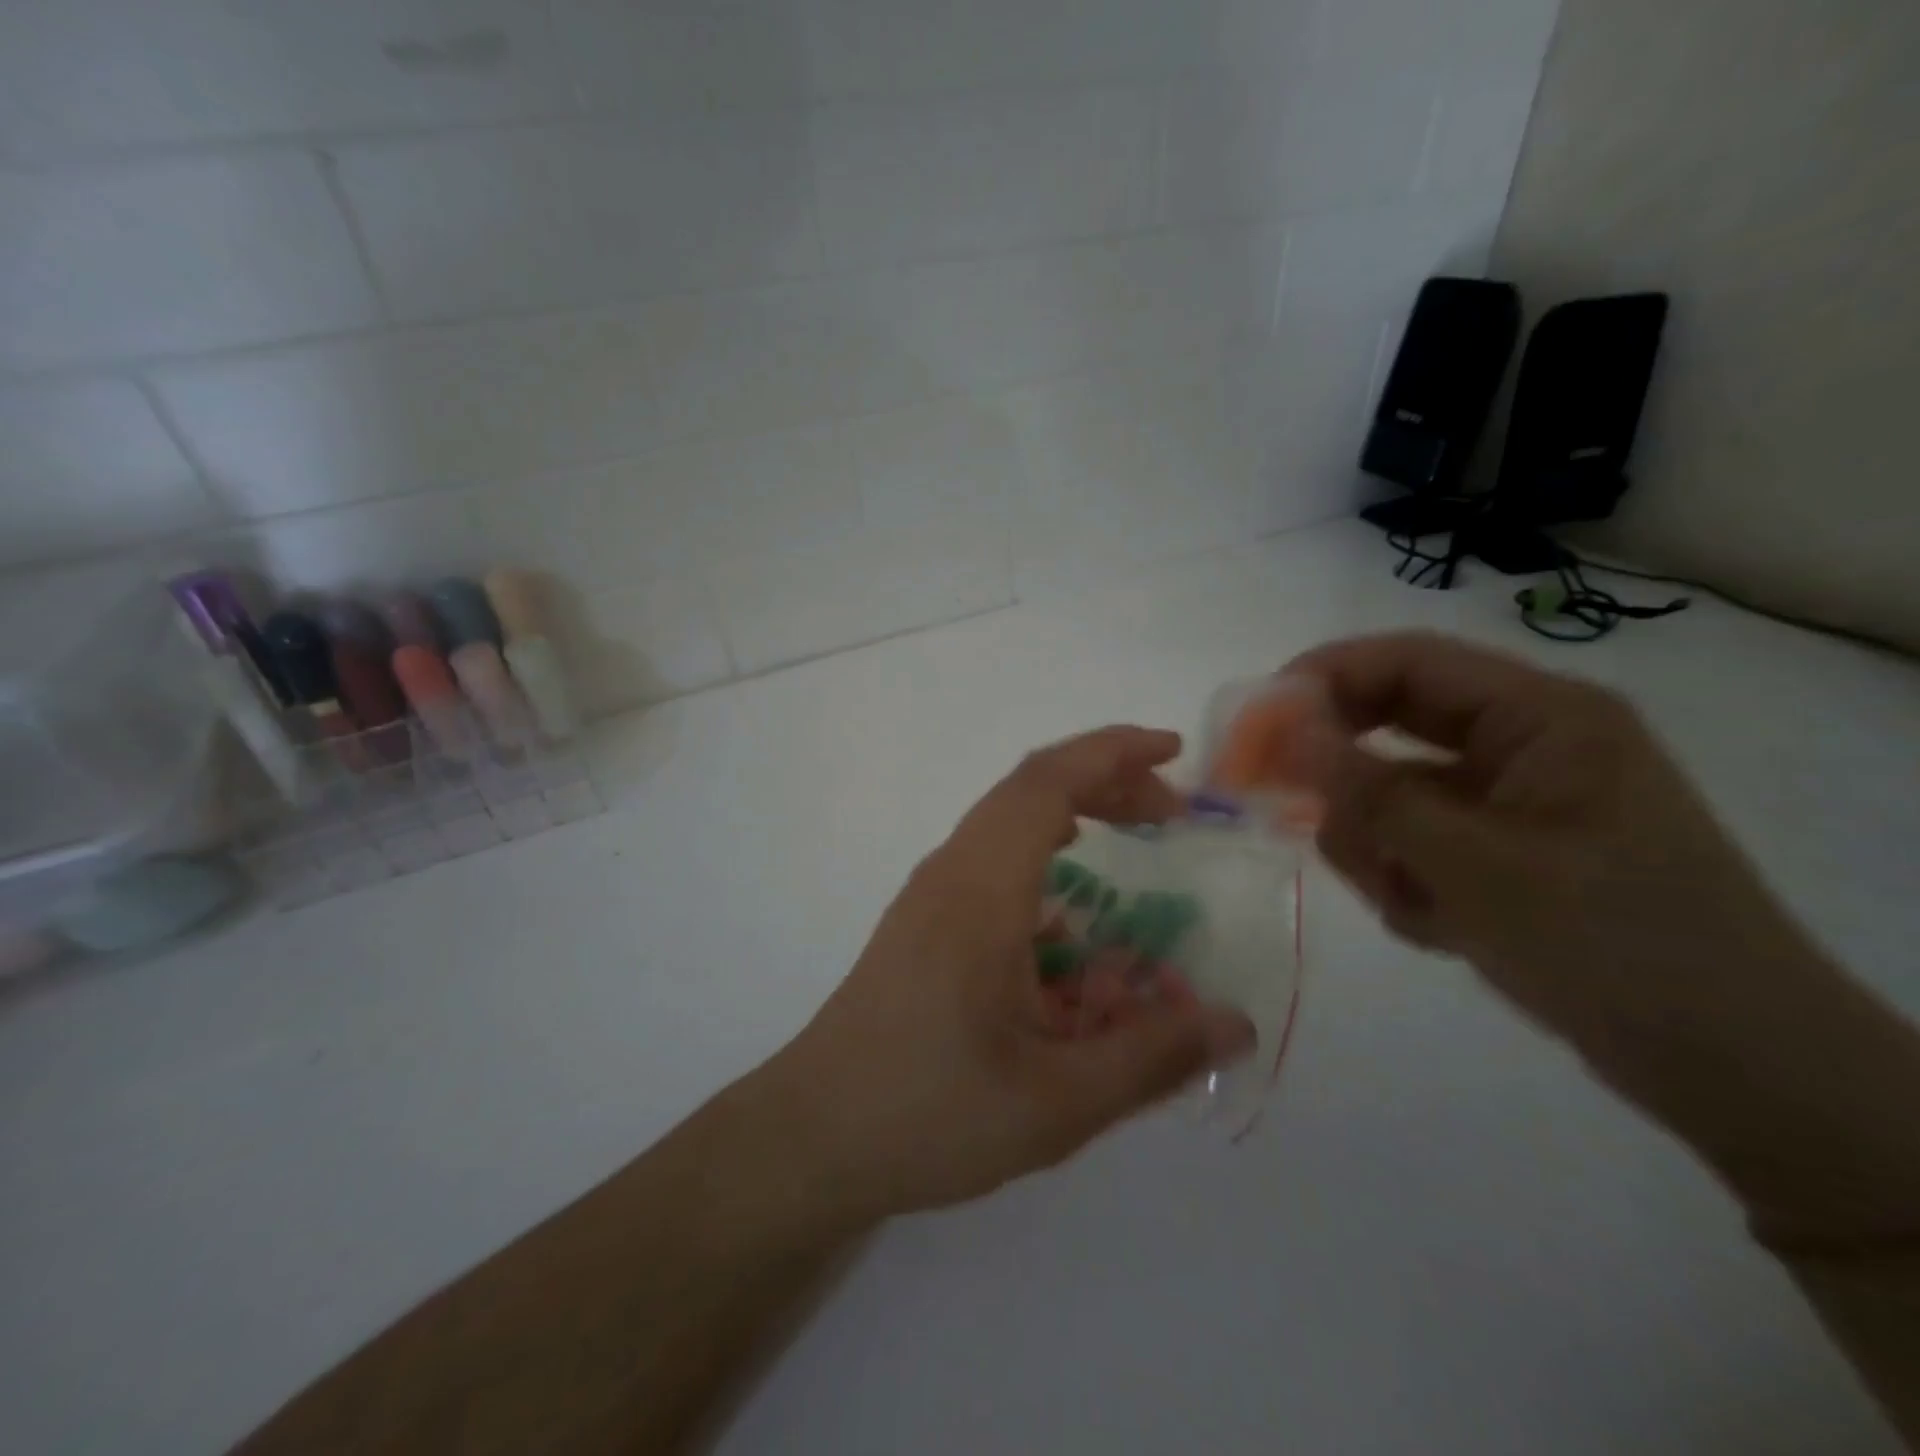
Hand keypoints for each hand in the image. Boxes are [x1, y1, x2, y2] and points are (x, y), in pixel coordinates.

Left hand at [768, 728, 1254, 1221]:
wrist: (813, 1136)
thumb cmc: (930, 1112)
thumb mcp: (1057, 1101)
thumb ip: (1150, 1057)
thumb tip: (1236, 1022)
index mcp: (980, 891)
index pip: (1045, 782)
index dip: (1112, 754)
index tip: (1172, 753)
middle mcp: (950, 873)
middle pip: (1028, 790)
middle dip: (1105, 781)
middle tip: (1171, 811)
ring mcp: (929, 895)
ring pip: (1005, 820)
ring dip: (1071, 811)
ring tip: (1131, 837)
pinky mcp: (921, 921)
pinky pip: (988, 857)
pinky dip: (1040, 849)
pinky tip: (1068, 905)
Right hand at [1286, 632, 1824, 1068]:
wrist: (1731, 1069)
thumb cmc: (1613, 944)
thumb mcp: (1475, 865)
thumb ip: (1370, 793)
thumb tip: (1285, 733)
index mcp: (1541, 718)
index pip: (1410, 662)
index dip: (1325, 677)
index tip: (1256, 718)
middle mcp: (1522, 746)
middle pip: (1391, 726)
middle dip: (1341, 773)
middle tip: (1278, 801)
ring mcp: (1509, 803)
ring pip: (1392, 795)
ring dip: (1378, 845)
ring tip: (1409, 901)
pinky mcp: (1500, 854)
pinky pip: (1414, 844)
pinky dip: (1406, 882)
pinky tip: (1440, 928)